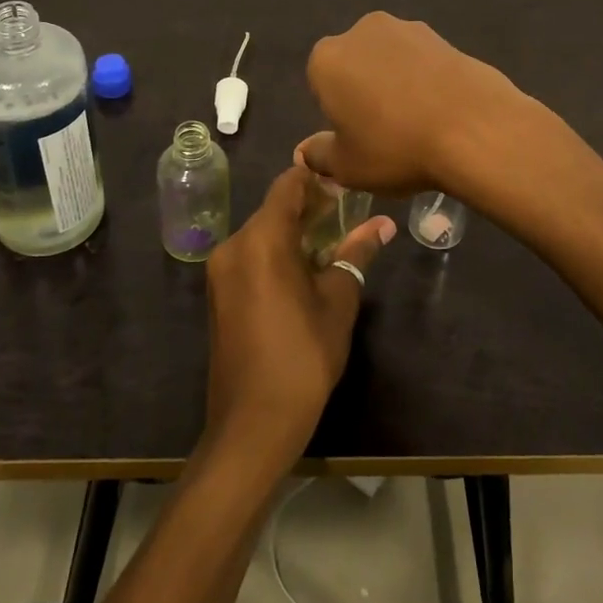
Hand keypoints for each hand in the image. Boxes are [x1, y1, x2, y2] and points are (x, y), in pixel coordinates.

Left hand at [202, 166, 394, 466]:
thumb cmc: (303, 356)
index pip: (288, 185)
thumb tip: (384, 225)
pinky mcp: (219, 294)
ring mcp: (221, 271)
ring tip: (332, 240)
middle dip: (309, 207)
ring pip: (262, 234)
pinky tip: (305, 269)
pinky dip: (276, 253)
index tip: (346, 183)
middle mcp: (234, 246)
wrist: (253, 423)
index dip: (317, 179)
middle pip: (274, 209)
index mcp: (261, 239)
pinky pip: (250, 257)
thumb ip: (356, 253)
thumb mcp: (338, 300)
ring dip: (294, 232)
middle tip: (347, 213)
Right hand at [297, 11, 527, 195]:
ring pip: (389, 60)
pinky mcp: (443, 35)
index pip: (320, 84)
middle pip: (355, 64)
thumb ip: (319, 155)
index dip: (336, 112)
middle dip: (364, 90)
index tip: (356, 137)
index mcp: (327, 59)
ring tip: (419, 122)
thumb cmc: (396, 148)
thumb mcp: (347, 167)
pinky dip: (426, 80)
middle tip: (385, 131)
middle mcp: (361, 31)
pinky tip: (442, 111)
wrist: (475, 128)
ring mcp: (406, 28)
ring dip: (396, 82)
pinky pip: (422, 61)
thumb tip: (307, 150)